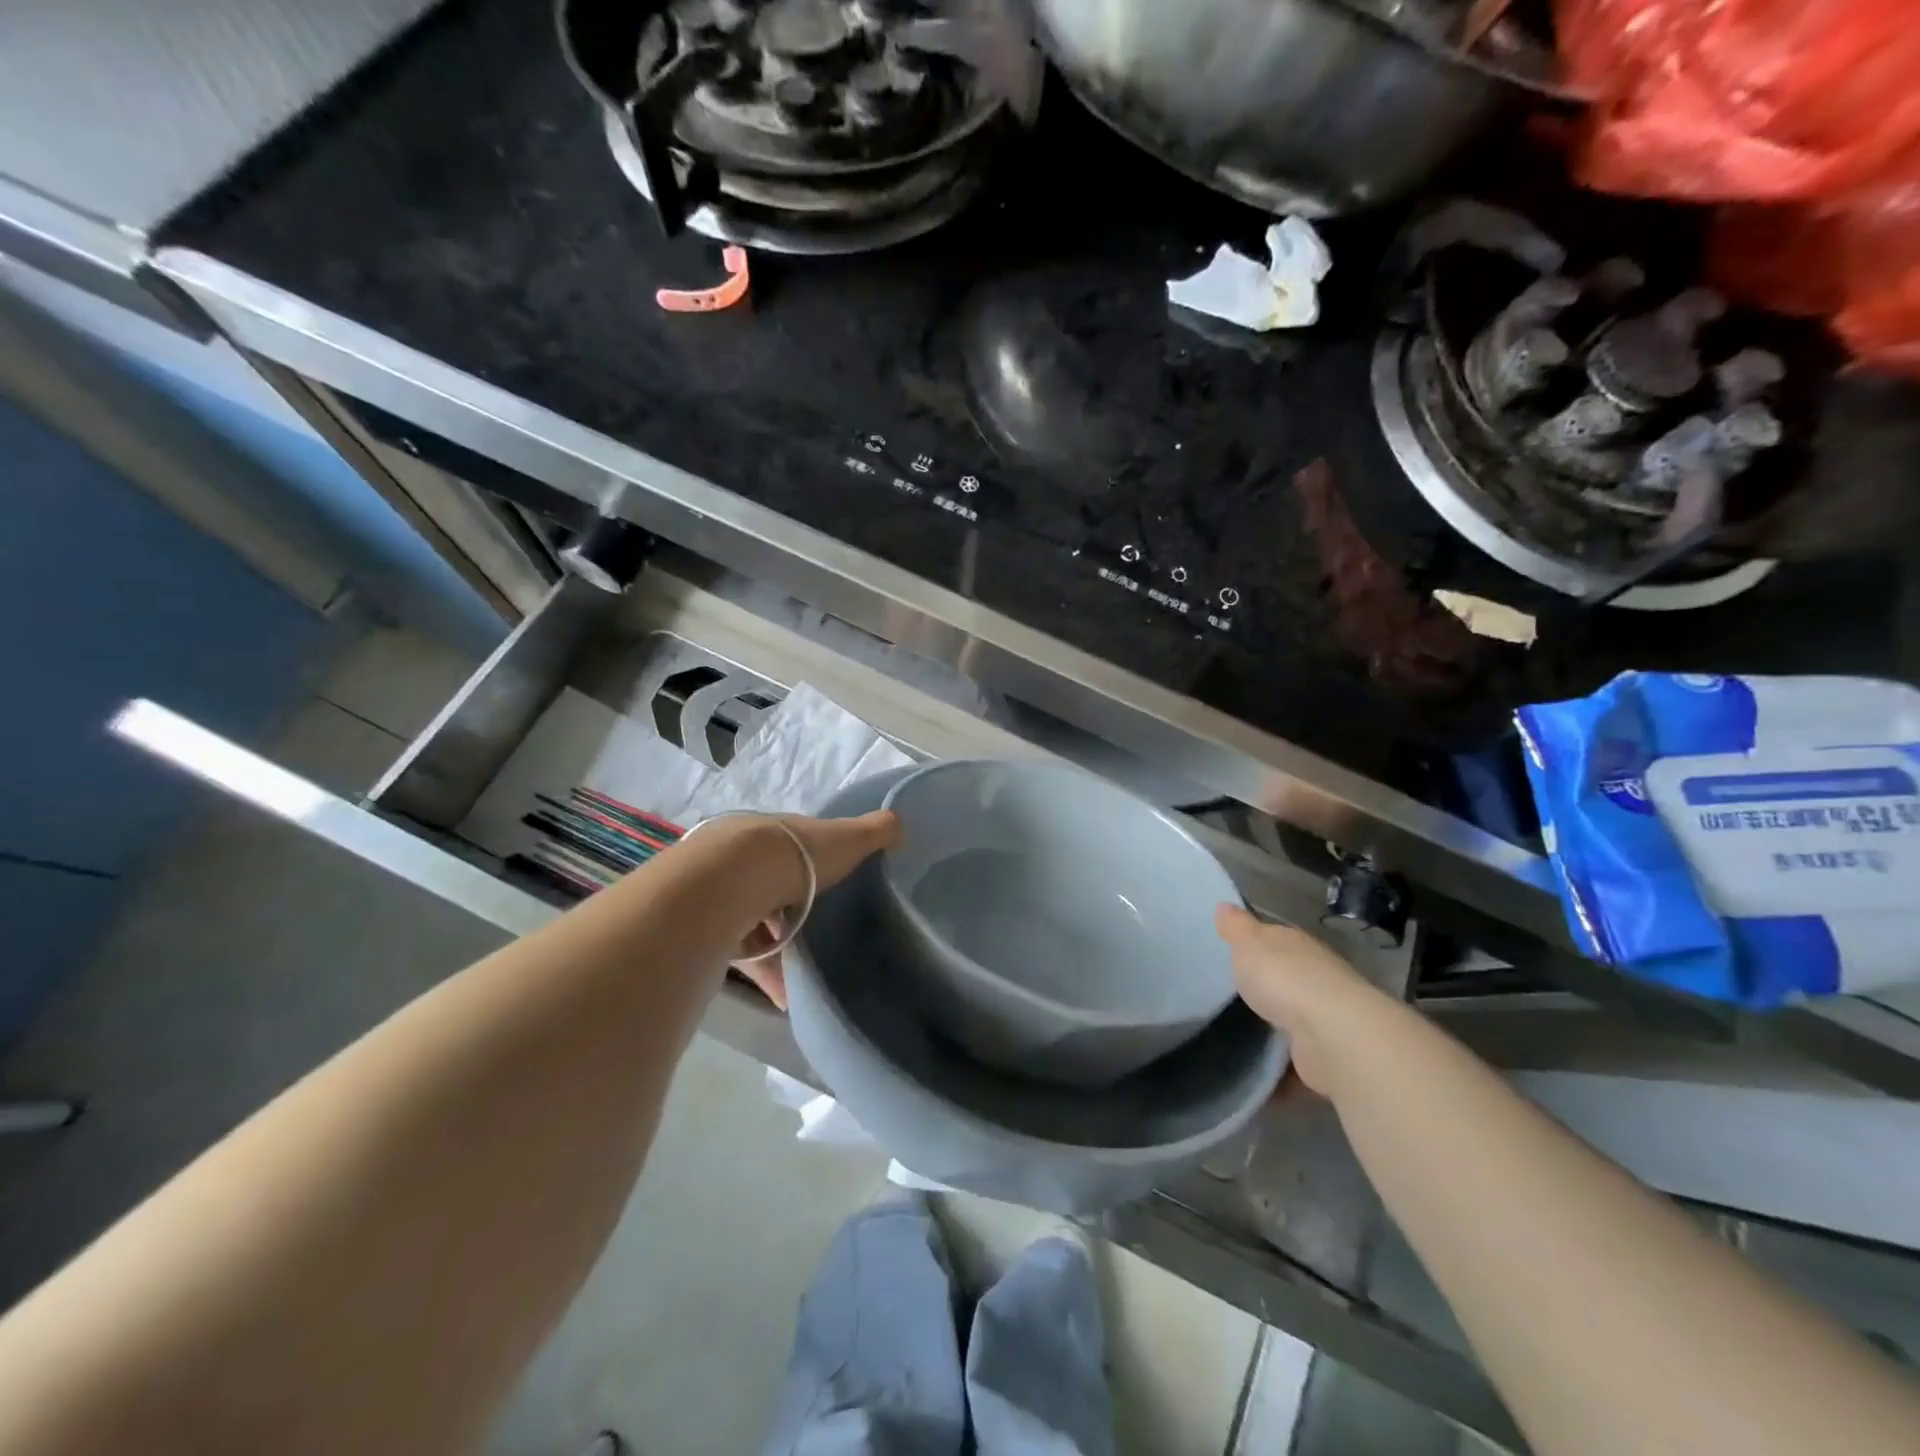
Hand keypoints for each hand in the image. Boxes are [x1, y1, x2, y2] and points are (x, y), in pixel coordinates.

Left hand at [732, 811, 899, 1010]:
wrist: (732, 881)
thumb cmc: (795, 855)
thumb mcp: (845, 838)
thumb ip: (872, 832)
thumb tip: (899, 822)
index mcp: (773, 833)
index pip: (793, 847)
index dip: (814, 866)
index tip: (832, 889)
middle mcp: (742, 857)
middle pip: (770, 884)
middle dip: (792, 912)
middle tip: (818, 936)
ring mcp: (721, 892)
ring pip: (753, 921)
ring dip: (778, 948)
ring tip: (805, 975)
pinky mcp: (709, 929)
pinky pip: (741, 954)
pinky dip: (765, 974)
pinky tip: (785, 994)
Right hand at [1214, 904, 1386, 1095]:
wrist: (1333, 1036)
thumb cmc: (1285, 979)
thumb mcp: (1249, 944)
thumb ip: (1236, 928)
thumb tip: (1223, 904)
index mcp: (1297, 948)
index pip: (1273, 940)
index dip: (1251, 945)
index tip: (1225, 954)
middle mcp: (1315, 981)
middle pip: (1283, 982)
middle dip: (1260, 991)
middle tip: (1219, 999)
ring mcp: (1322, 1022)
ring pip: (1288, 1024)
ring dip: (1268, 1034)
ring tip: (1227, 1040)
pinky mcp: (1322, 1061)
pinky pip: (1290, 1066)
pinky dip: (1273, 1074)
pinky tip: (1247, 1077)